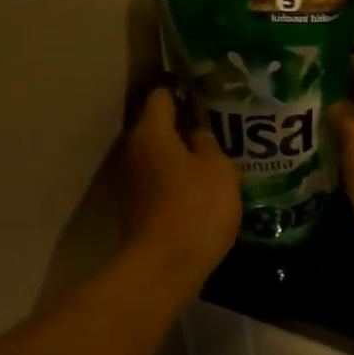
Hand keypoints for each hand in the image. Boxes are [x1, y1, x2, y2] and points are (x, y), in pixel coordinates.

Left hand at [121, 89, 240, 290]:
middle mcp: (135, 151)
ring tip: (217, 153)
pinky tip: (205, 185)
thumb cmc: (196, 207)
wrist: (167, 265)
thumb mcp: (217, 168)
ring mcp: (134, 182)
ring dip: (184, 154)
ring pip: (161, 156)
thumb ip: (208, 142)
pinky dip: (180, 179)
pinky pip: (163, 181)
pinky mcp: (141, 208)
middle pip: (159, 126)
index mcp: (151, 131)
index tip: (208, 90)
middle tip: (219, 122)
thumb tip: (197, 133)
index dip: (183, 89)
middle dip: (185, 123)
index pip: (161, 95)